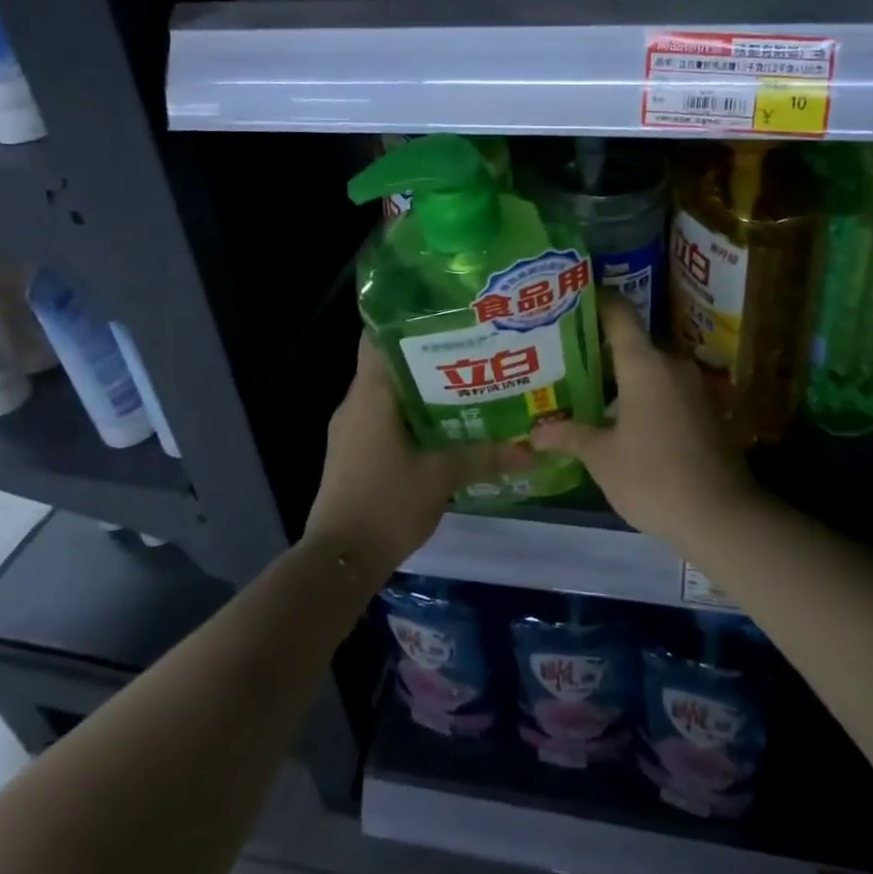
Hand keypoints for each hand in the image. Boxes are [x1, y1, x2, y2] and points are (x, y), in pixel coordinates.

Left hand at [304, 334, 522, 587]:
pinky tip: (446, 421)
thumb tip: (532, 448)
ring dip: (422, 385)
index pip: (379, 337)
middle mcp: (356, 403)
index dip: (408, 318)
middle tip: (473, 344)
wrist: (340, 562)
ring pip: (389, 392)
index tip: (445, 311)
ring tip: (468, 378)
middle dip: (428, 352)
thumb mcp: (441, 477)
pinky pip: (385, 417)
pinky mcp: (354, 451)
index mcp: (370, 395)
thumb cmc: (386, 504)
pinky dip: (412, 412)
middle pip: (390, 362)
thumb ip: (485, 456)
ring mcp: (352, 429)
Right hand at [530, 294, 754, 546]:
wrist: (722, 516)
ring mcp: (695, 387)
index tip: (572, 301)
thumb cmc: (653, 477)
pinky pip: (668, 390)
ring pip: (651, 370)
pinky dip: (645, 396)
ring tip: (590, 391)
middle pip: (634, 344)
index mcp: (644, 364)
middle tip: (567, 358)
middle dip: (602, 350)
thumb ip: (569, 436)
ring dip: (624, 378)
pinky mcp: (707, 411)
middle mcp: (672, 365)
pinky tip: (624, 419)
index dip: (597, 302)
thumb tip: (534, 432)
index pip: (620, 314)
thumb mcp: (602, 458)